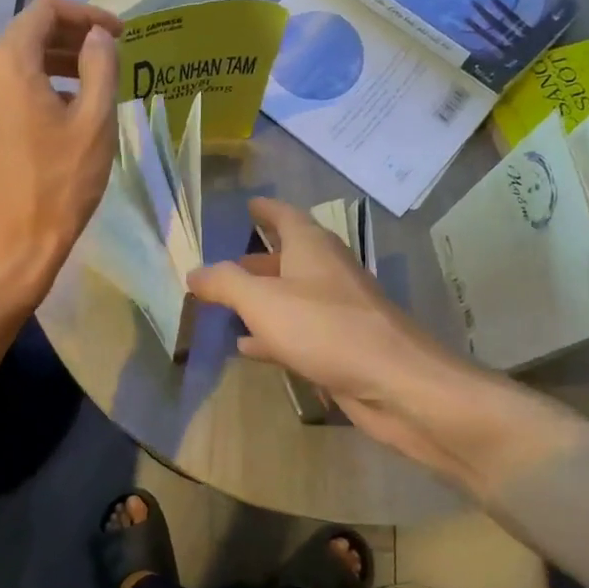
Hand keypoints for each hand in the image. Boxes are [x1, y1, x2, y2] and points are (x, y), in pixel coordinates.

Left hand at [0, 0, 121, 298]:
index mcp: (10, 62)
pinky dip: (44, 83)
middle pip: (30, 32)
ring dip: (60, 60)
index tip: (120, 34)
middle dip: (74, 35)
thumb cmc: (60, 182)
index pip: (45, 10)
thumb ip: (100, 67)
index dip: (87, 14)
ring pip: (21, 60)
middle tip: (113, 54)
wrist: (14, 241)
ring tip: (98, 80)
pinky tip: (72, 109)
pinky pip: (14, 86)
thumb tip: (99, 37)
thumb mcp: (94, 121)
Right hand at [188, 197, 462, 468]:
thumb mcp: (263, 301)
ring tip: (228, 305)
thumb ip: (225, 284)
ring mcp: (338, 310)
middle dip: (257, 260)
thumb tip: (194, 272)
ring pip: (292, 297)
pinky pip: (299, 332)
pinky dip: (273, 334)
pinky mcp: (342, 345)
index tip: (247, 205)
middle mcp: (327, 272)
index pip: (285, 216)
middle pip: (288, 257)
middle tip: (224, 264)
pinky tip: (249, 347)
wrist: (394, 382)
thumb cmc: (325, 329)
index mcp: (312, 248)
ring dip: (263, 299)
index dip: (265, 210)